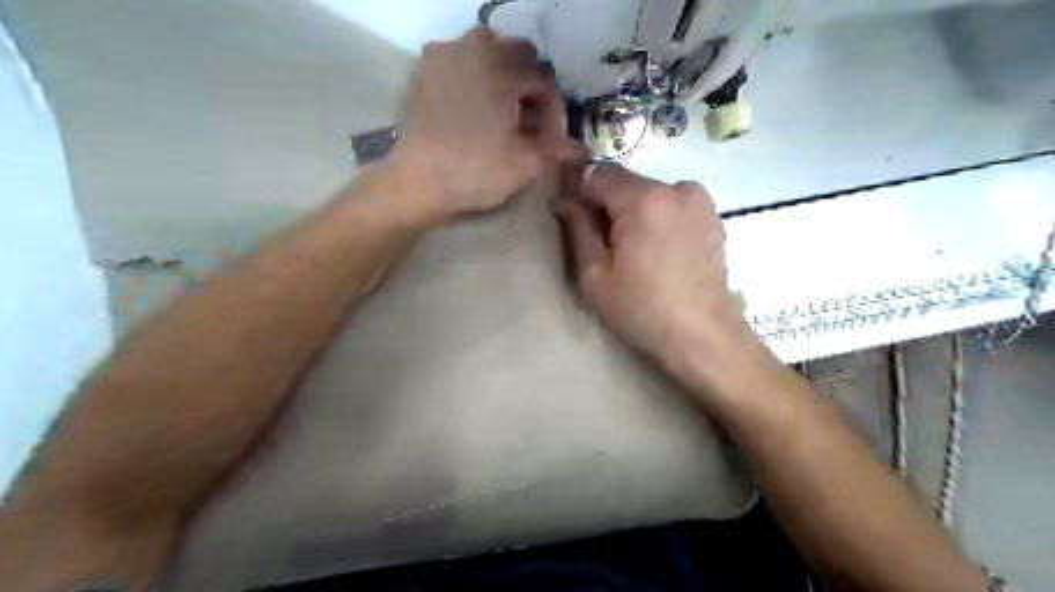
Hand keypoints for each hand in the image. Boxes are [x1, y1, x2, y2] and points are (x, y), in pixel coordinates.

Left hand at [391, 24, 585, 222]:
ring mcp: (442, 56)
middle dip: (529, 88)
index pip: (543, 81)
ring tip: (504, 116)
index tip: (552, 139)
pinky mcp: (422, 72)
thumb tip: (580, 150)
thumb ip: (556, 149)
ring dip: (502, 80)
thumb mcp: (525, 163)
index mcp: (501, 65)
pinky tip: (475, 113)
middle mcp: (471, 47)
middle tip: (530, 123)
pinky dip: (474, 82)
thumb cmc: (476, 170)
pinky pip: (459, 65)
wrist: (417, 183)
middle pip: (517, 57)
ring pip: (486, 55)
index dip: (553, 111)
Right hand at [555, 162, 772, 391]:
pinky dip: (659, 220)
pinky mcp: (713, 215)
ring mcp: (700, 200)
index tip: (584, 228)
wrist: (703, 336)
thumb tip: (564, 200)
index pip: (599, 173)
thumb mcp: (595, 275)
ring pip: (649, 194)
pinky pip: (672, 205)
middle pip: (626, 183)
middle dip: (612, 208)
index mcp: (645, 199)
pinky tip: (662, 255)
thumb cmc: (642, 310)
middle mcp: (677, 187)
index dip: (584, 197)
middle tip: (612, 250)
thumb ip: (577, 229)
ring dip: (636, 215)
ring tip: (641, 256)